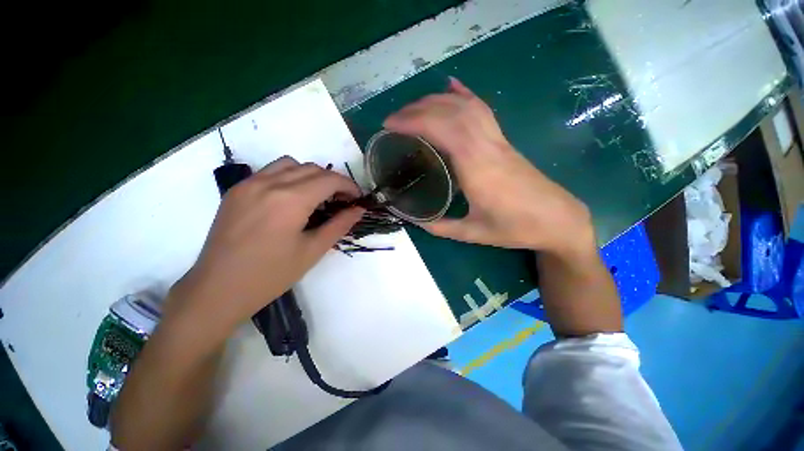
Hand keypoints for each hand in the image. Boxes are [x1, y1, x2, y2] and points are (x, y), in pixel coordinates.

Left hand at [169, 157, 362, 327]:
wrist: (217, 290)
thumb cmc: (271, 275)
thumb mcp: (313, 250)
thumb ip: (340, 225)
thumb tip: (359, 210)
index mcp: (290, 200)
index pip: (329, 180)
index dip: (349, 186)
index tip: (357, 198)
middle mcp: (269, 183)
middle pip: (312, 168)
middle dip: (333, 181)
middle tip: (342, 201)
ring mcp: (249, 183)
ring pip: (290, 164)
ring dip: (311, 175)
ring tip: (318, 197)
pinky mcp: (237, 190)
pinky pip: (270, 172)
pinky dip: (290, 177)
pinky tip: (292, 198)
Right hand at [384, 77, 593, 255]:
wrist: (557, 219)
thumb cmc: (516, 228)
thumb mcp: (473, 234)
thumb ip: (441, 227)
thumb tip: (415, 221)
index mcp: (477, 168)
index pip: (443, 130)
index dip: (414, 121)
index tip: (390, 125)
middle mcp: (487, 146)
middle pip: (451, 111)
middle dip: (417, 109)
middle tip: (393, 119)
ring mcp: (498, 140)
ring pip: (466, 106)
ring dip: (436, 101)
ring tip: (413, 108)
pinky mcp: (504, 140)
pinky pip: (483, 110)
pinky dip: (465, 94)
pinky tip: (452, 88)